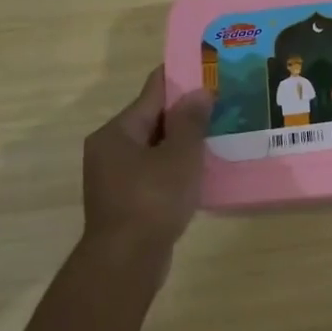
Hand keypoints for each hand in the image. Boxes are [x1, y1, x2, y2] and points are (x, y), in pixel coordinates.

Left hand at [80, 68, 209, 285]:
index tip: (208, 69)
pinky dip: (175, 167)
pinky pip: (154, 172)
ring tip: (219, 135)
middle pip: (152, 120)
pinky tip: (201, 171)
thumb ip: (191, 121)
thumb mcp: (180, 155)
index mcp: (117, 132)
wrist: (127, 261)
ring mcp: (114, 177)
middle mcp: (109, 149)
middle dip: (186, 113)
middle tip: (222, 103)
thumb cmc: (153, 200)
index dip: (181, 79)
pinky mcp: (125, 201)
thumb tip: (200, 91)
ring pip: (155, 148)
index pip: (152, 92)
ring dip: (182, 142)